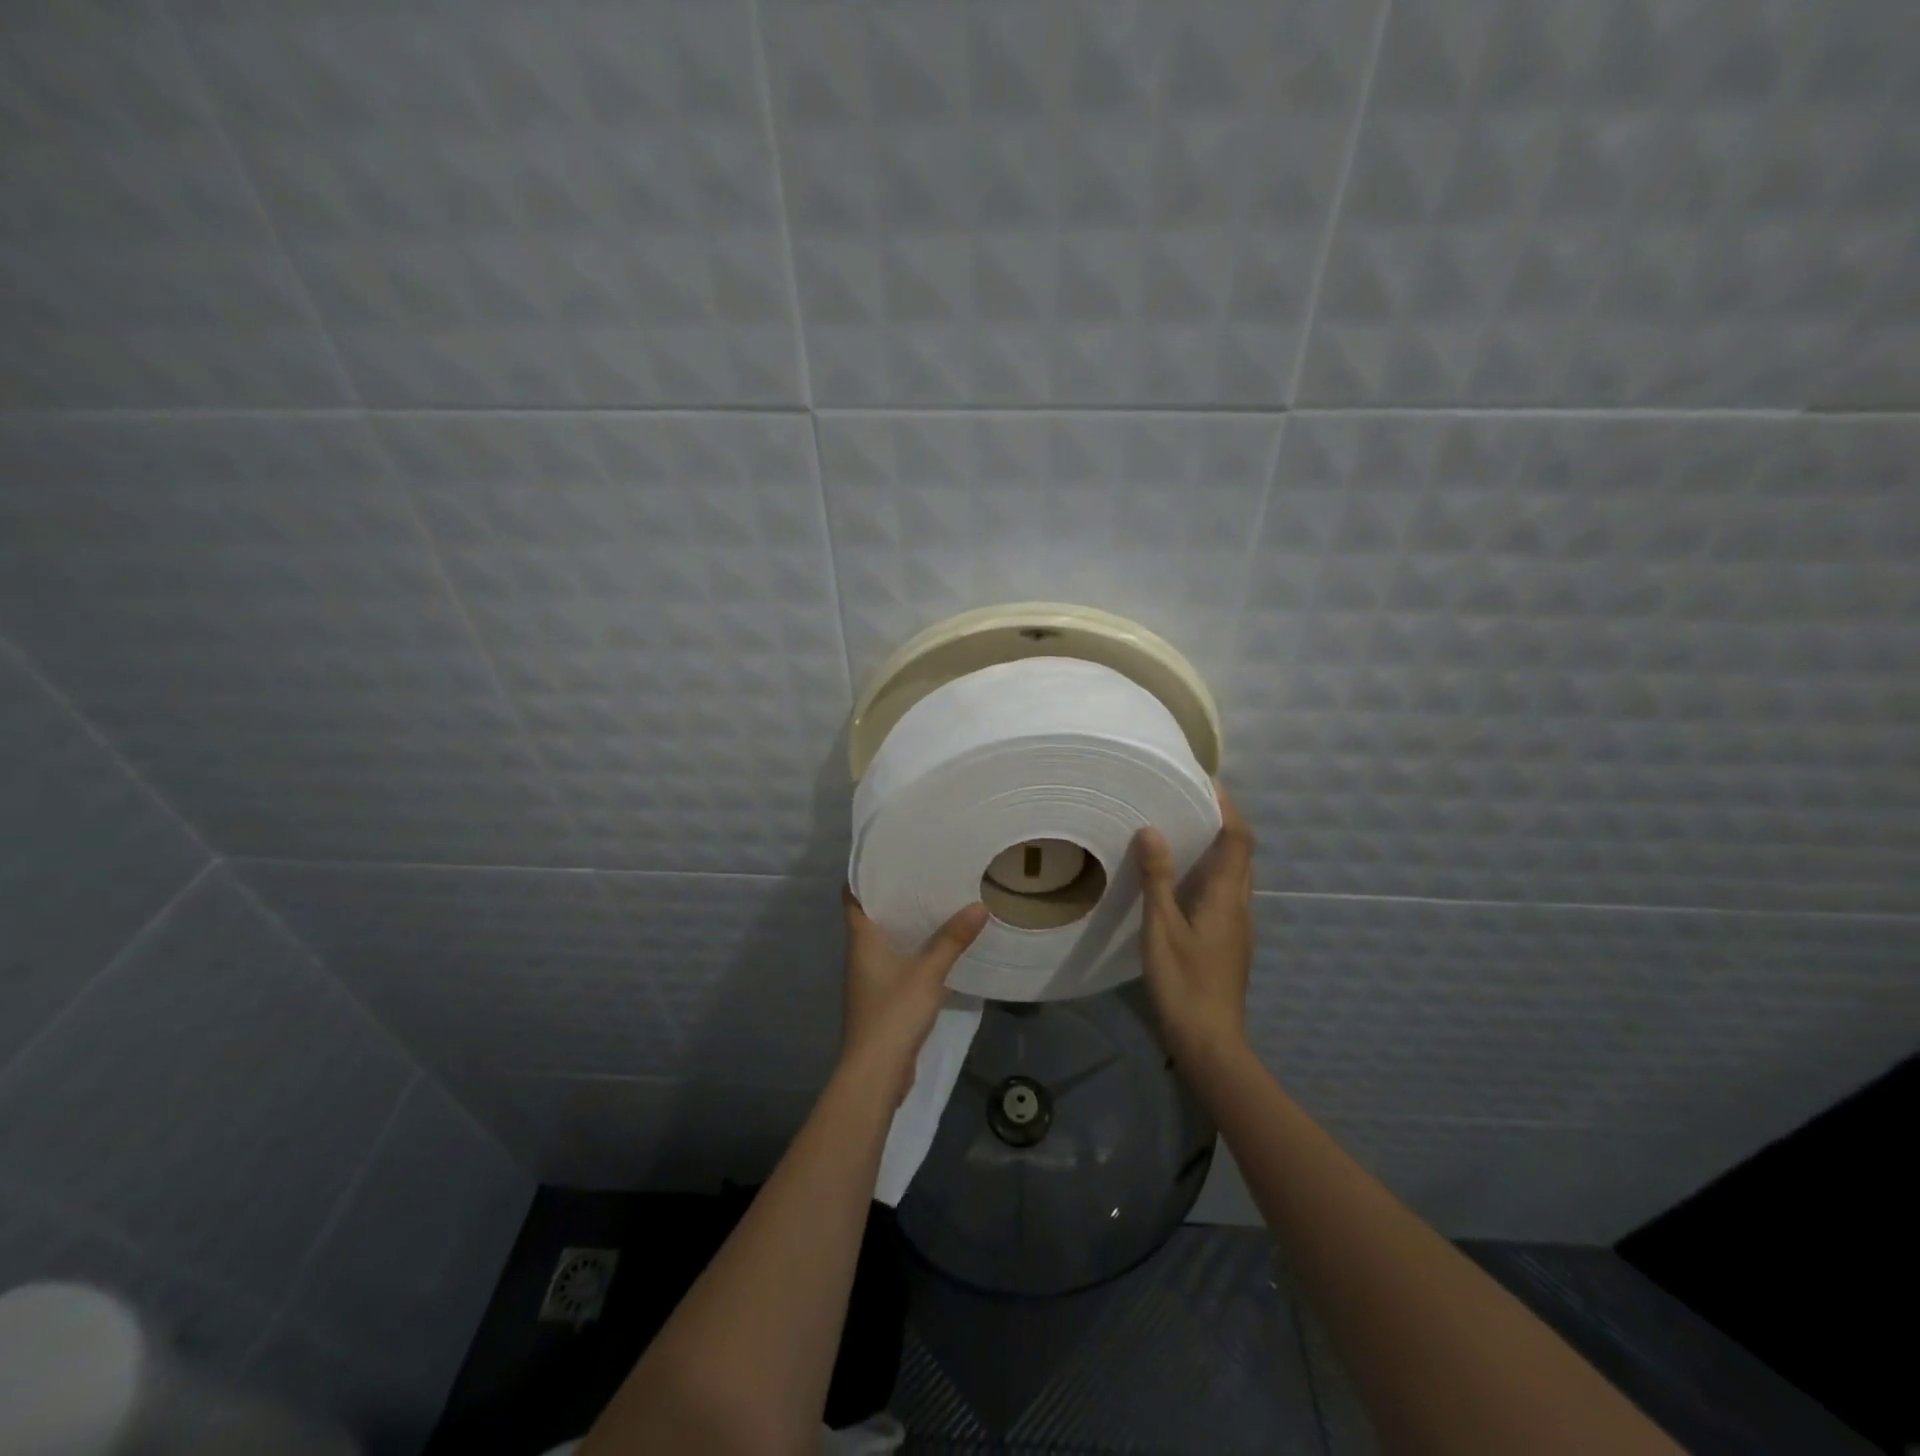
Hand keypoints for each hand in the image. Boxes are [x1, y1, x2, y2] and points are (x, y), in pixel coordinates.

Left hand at [840, 887, 988, 1102]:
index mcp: (861, 939)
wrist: (875, 1073)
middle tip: (923, 873)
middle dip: (894, 897)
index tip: (887, 857)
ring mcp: (869, 979)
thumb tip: (979, 905)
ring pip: (885, 941)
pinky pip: (896, 964)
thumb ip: (953, 939)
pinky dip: (912, 952)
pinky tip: (937, 949)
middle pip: (871, 916)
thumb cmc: (894, 1012)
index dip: (863, 875)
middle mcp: (860, 954)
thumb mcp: (928, 972)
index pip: (852, 897)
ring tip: (935, 903)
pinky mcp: (882, 999)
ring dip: (905, 925)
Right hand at [1133, 787, 1255, 1070]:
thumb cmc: (1184, 983)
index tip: (1205, 783)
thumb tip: (1152, 830)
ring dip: (1216, 848)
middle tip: (1187, 801)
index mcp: (1227, 897)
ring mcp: (1238, 925)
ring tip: (1181, 830)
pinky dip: (1209, 872)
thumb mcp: (1162, 928)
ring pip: (1234, 874)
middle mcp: (1240, 905)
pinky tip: (1181, 879)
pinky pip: (1225, 892)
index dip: (1227, 808)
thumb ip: (1157, 879)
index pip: (1238, 839)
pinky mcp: (1230, 940)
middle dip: (1221, 822)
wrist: (1210, 1042)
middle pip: (1241, 853)